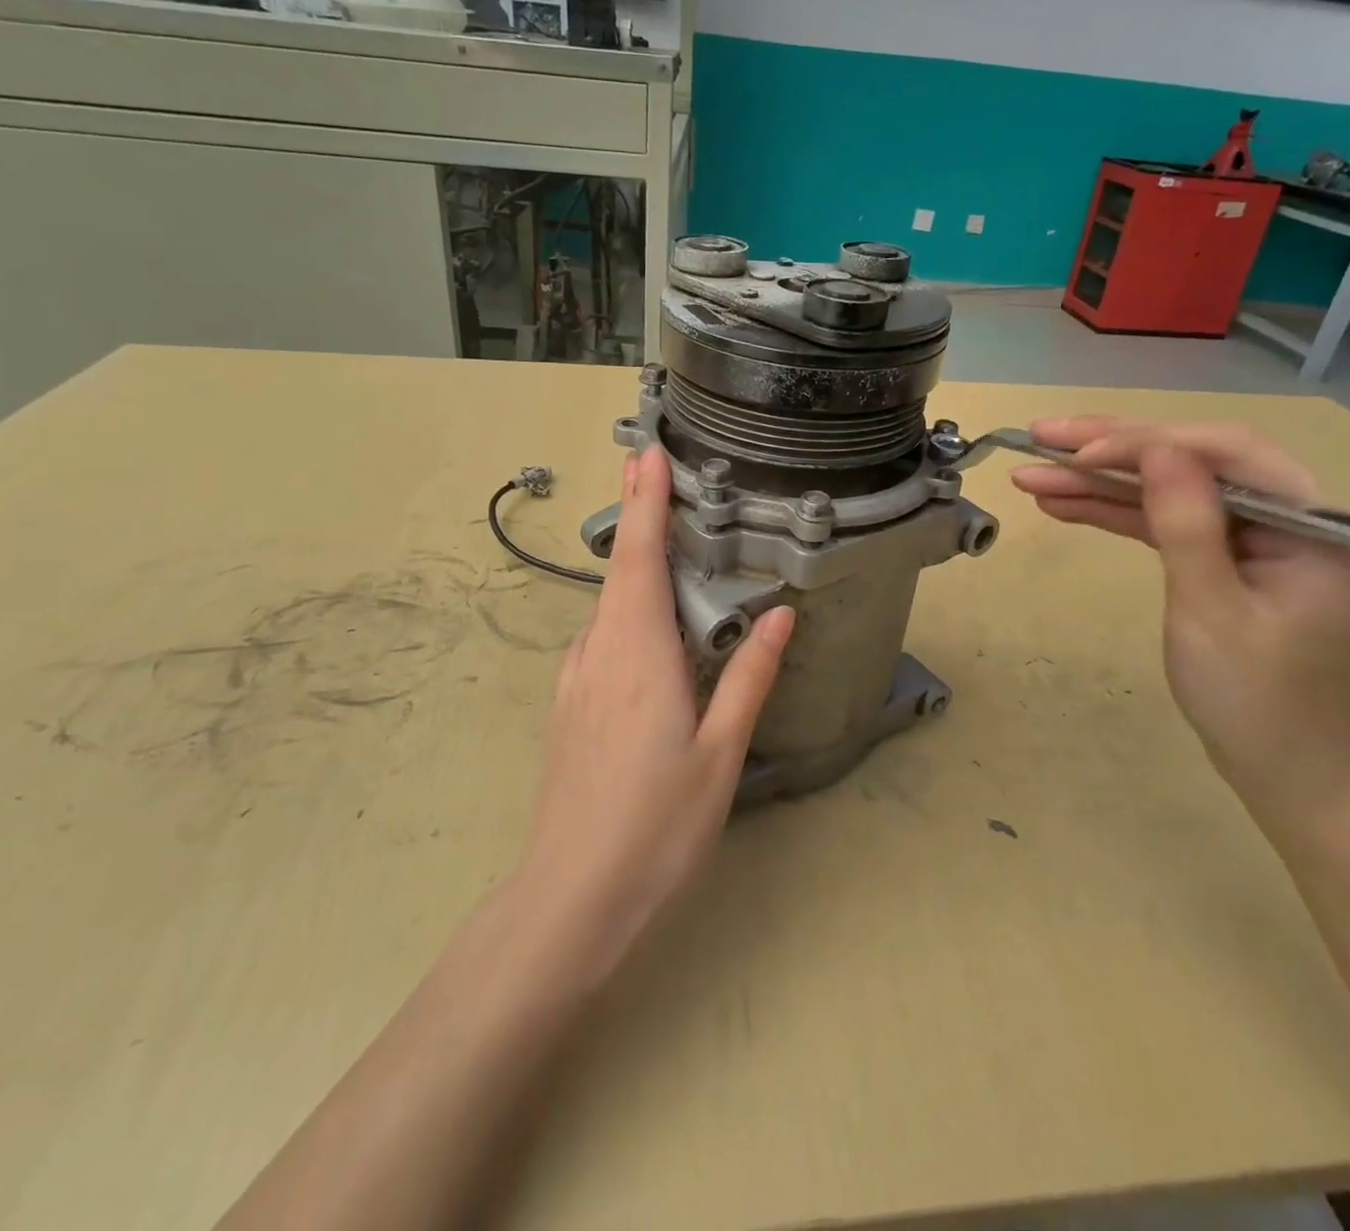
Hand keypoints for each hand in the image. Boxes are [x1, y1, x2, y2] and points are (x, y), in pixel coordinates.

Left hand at [517, 446, 793, 985]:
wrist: (571, 895)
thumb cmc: (656, 824)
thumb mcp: (720, 752)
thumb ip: (749, 677)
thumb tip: (779, 616)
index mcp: (640, 654)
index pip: (642, 559)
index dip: (647, 503)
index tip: (650, 455)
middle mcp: (600, 652)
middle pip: (619, 568)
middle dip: (637, 514)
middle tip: (653, 466)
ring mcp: (578, 678)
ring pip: (607, 602)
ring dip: (632, 559)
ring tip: (661, 533)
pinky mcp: (571, 704)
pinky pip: (601, 635)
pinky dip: (623, 604)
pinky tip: (645, 620)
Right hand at [1012, 417, 1349, 825]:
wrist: (1286, 774)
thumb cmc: (1257, 701)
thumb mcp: (1213, 611)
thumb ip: (1186, 523)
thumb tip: (1156, 447)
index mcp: (1313, 521)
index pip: (1224, 453)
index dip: (1145, 443)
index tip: (1077, 452)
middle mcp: (1287, 515)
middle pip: (1190, 461)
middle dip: (1110, 449)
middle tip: (1038, 437)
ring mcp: (1253, 538)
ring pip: (1168, 491)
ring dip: (1099, 483)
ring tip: (1031, 475)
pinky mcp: (1224, 560)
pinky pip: (1165, 524)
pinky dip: (1115, 514)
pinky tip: (1064, 504)